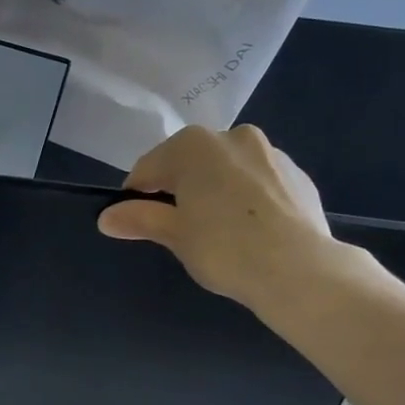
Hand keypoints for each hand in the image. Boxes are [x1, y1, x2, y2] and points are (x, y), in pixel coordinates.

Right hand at [97, 125, 343, 319]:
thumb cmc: (223, 248)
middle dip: (179, 189)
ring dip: (214, 191)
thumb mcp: (174, 235)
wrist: (298, 268)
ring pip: (226, 170)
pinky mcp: (297, 174)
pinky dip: (245, 198)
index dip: (136, 196)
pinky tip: (249, 230)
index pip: (149, 168)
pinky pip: (257, 182)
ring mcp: (270, 152)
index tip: (136, 223)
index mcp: (194, 145)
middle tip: (179, 229)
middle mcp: (232, 136)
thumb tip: (106, 217)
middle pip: (189, 163)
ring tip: (217, 231)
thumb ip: (140, 219)